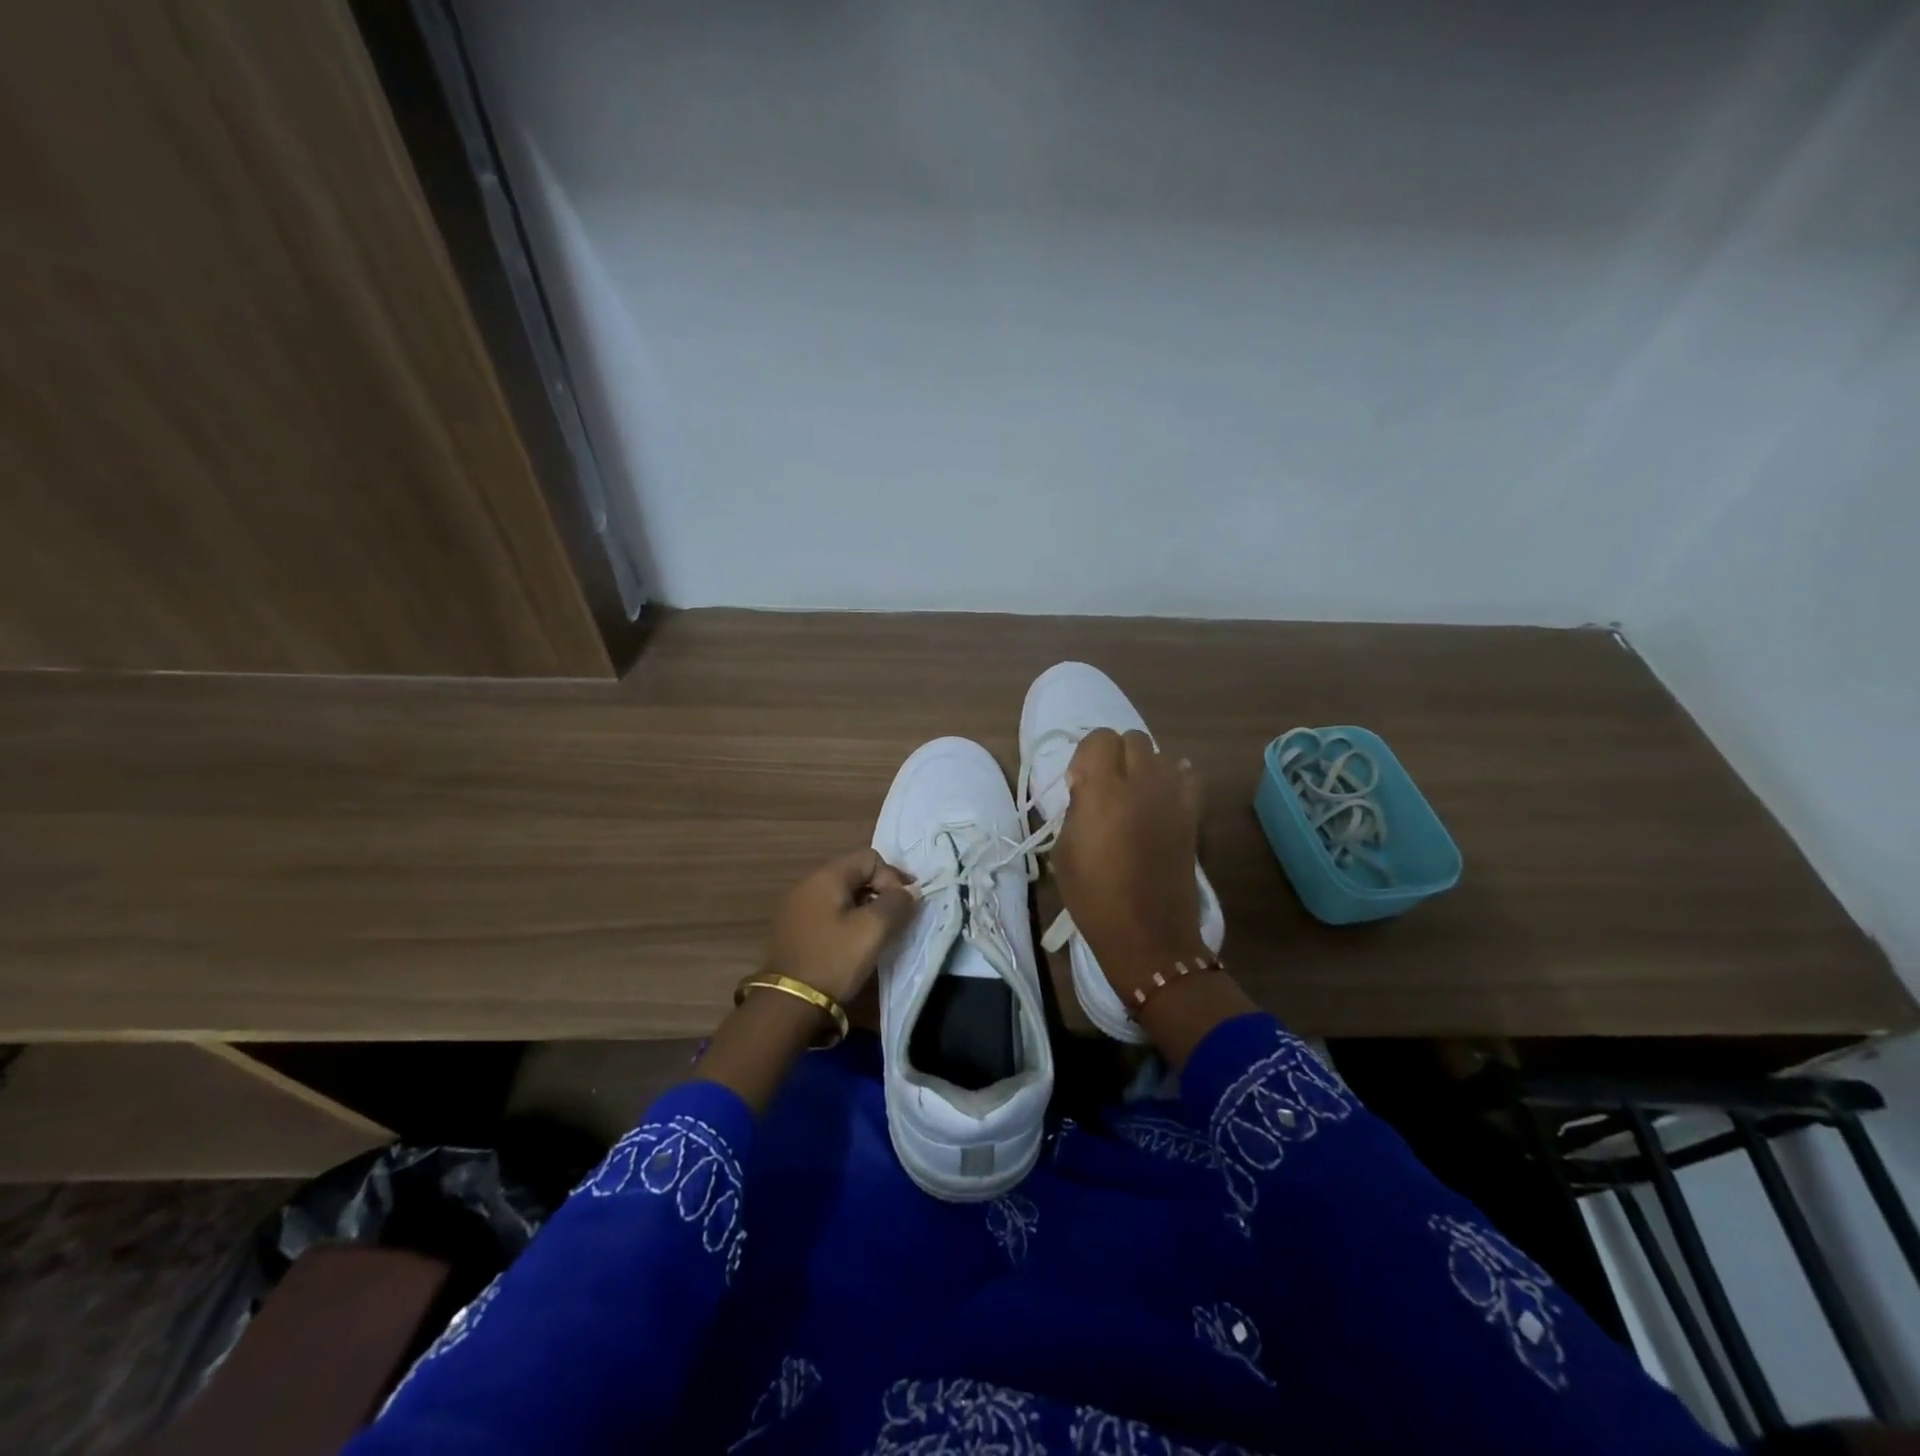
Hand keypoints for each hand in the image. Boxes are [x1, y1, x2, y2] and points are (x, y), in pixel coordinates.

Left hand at [764, 848, 916, 1004]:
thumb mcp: (873, 930)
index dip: (892, 877)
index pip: (870, 857)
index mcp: (826, 877)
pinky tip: (854, 943)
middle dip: (881, 891)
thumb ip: (897, 903)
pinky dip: (848, 920)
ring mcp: (798, 907)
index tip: (903, 906)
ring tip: (878, 933)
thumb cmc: (834, 960)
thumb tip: (909, 891)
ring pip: (843, 895)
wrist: (788, 1004)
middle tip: (897, 918)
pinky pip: (829, 912)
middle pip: (855, 873)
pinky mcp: (795, 929)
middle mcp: (808, 884)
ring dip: (866, 907)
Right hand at [1051, 729, 1206, 996]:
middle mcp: (1142, 783)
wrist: (1148, 934)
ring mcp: (1173, 797)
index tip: (1079, 782)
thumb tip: (1086, 786)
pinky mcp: (1193, 814)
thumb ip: (1076, 807)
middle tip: (1105, 787)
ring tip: (1133, 794)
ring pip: (1160, 754)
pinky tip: (1161, 798)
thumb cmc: (1094, 897)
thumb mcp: (1064, 850)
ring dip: (1143, 765)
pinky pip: (1187, 776)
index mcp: (1104, 791)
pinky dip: (1174, 778)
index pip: (1099, 738)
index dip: (1087, 755)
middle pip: (1132, 739)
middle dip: (1115, 755)